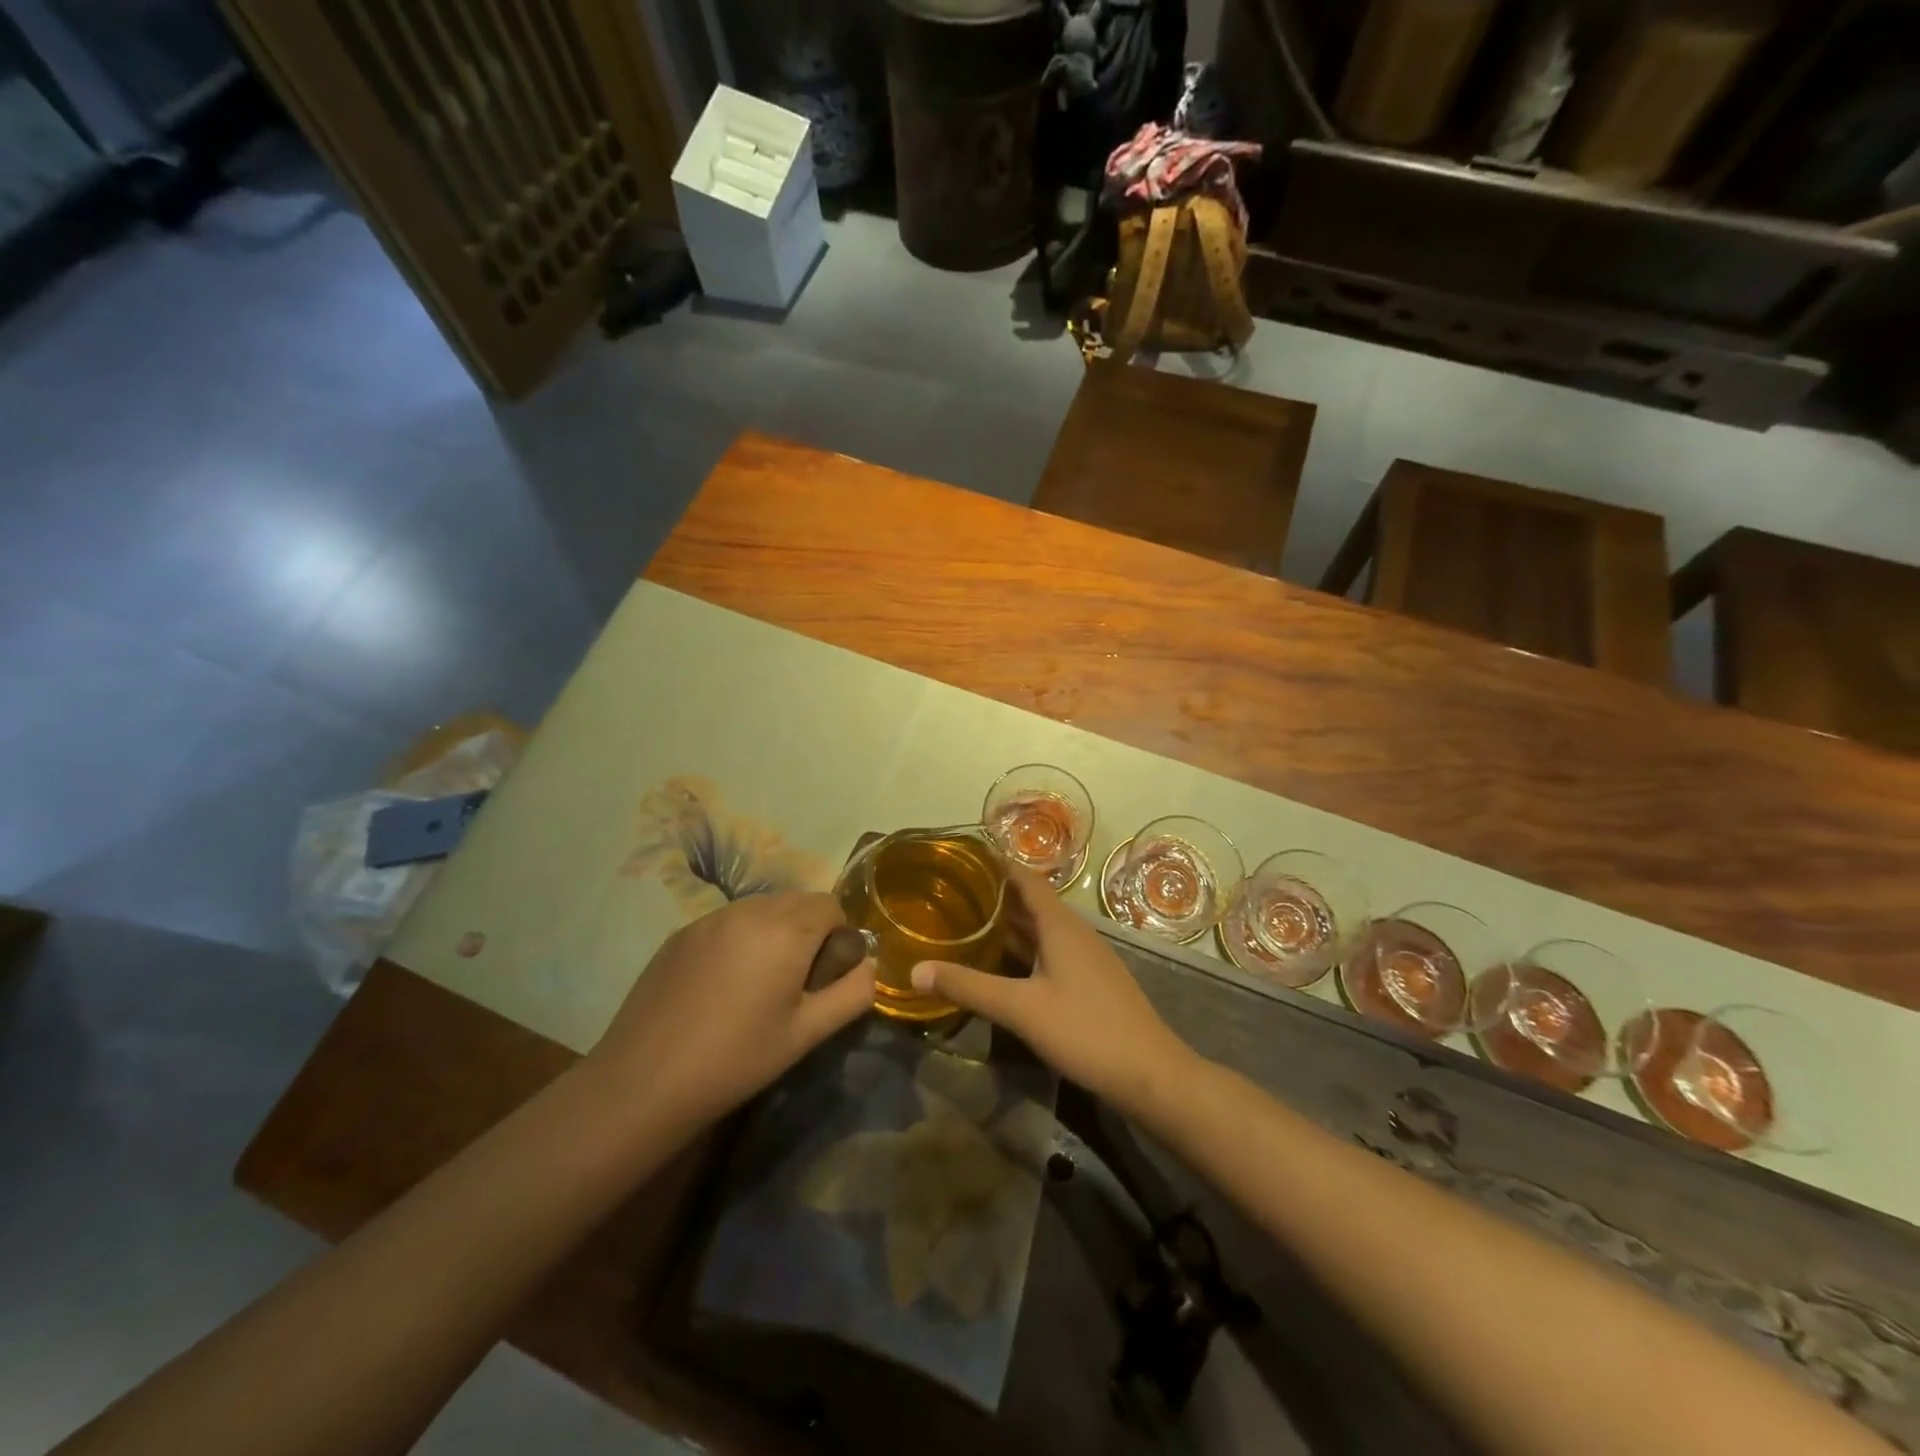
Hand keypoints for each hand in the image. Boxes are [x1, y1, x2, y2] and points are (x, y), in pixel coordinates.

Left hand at [588, 892, 874, 1125]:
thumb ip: (853, 993)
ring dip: (774, 932)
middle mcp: (749, 911)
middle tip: (795, 982)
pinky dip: (739, 939)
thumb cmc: (737, 1059)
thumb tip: (871, 967)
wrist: (644, 1081)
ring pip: (761, 909)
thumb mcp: (807, 1034)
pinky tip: (721, 987)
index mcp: (786, 930)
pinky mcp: (681, 934)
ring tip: (758, 984)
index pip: (831, 904)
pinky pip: (727, 922)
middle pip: (797, 902)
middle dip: (808, 931)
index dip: (839, 936)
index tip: (825, 977)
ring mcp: (710, 919)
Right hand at [910, 867, 1196, 1117]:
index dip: (997, 865)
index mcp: (1060, 924)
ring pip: (1041, 929)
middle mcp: (1074, 932)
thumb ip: (968, 987)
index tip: (962, 859)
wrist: (1150, 1073)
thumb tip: (915, 970)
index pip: (1026, 878)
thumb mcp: (1020, 1009)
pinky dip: (1023, 949)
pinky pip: (1050, 951)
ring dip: (1008, 924)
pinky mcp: (1090, 980)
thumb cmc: (1085, 1030)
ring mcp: (1085, 957)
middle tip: (951, 893)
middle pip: (1031, 902)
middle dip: (994, 896)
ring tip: (967, 922)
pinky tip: (1001, 964)